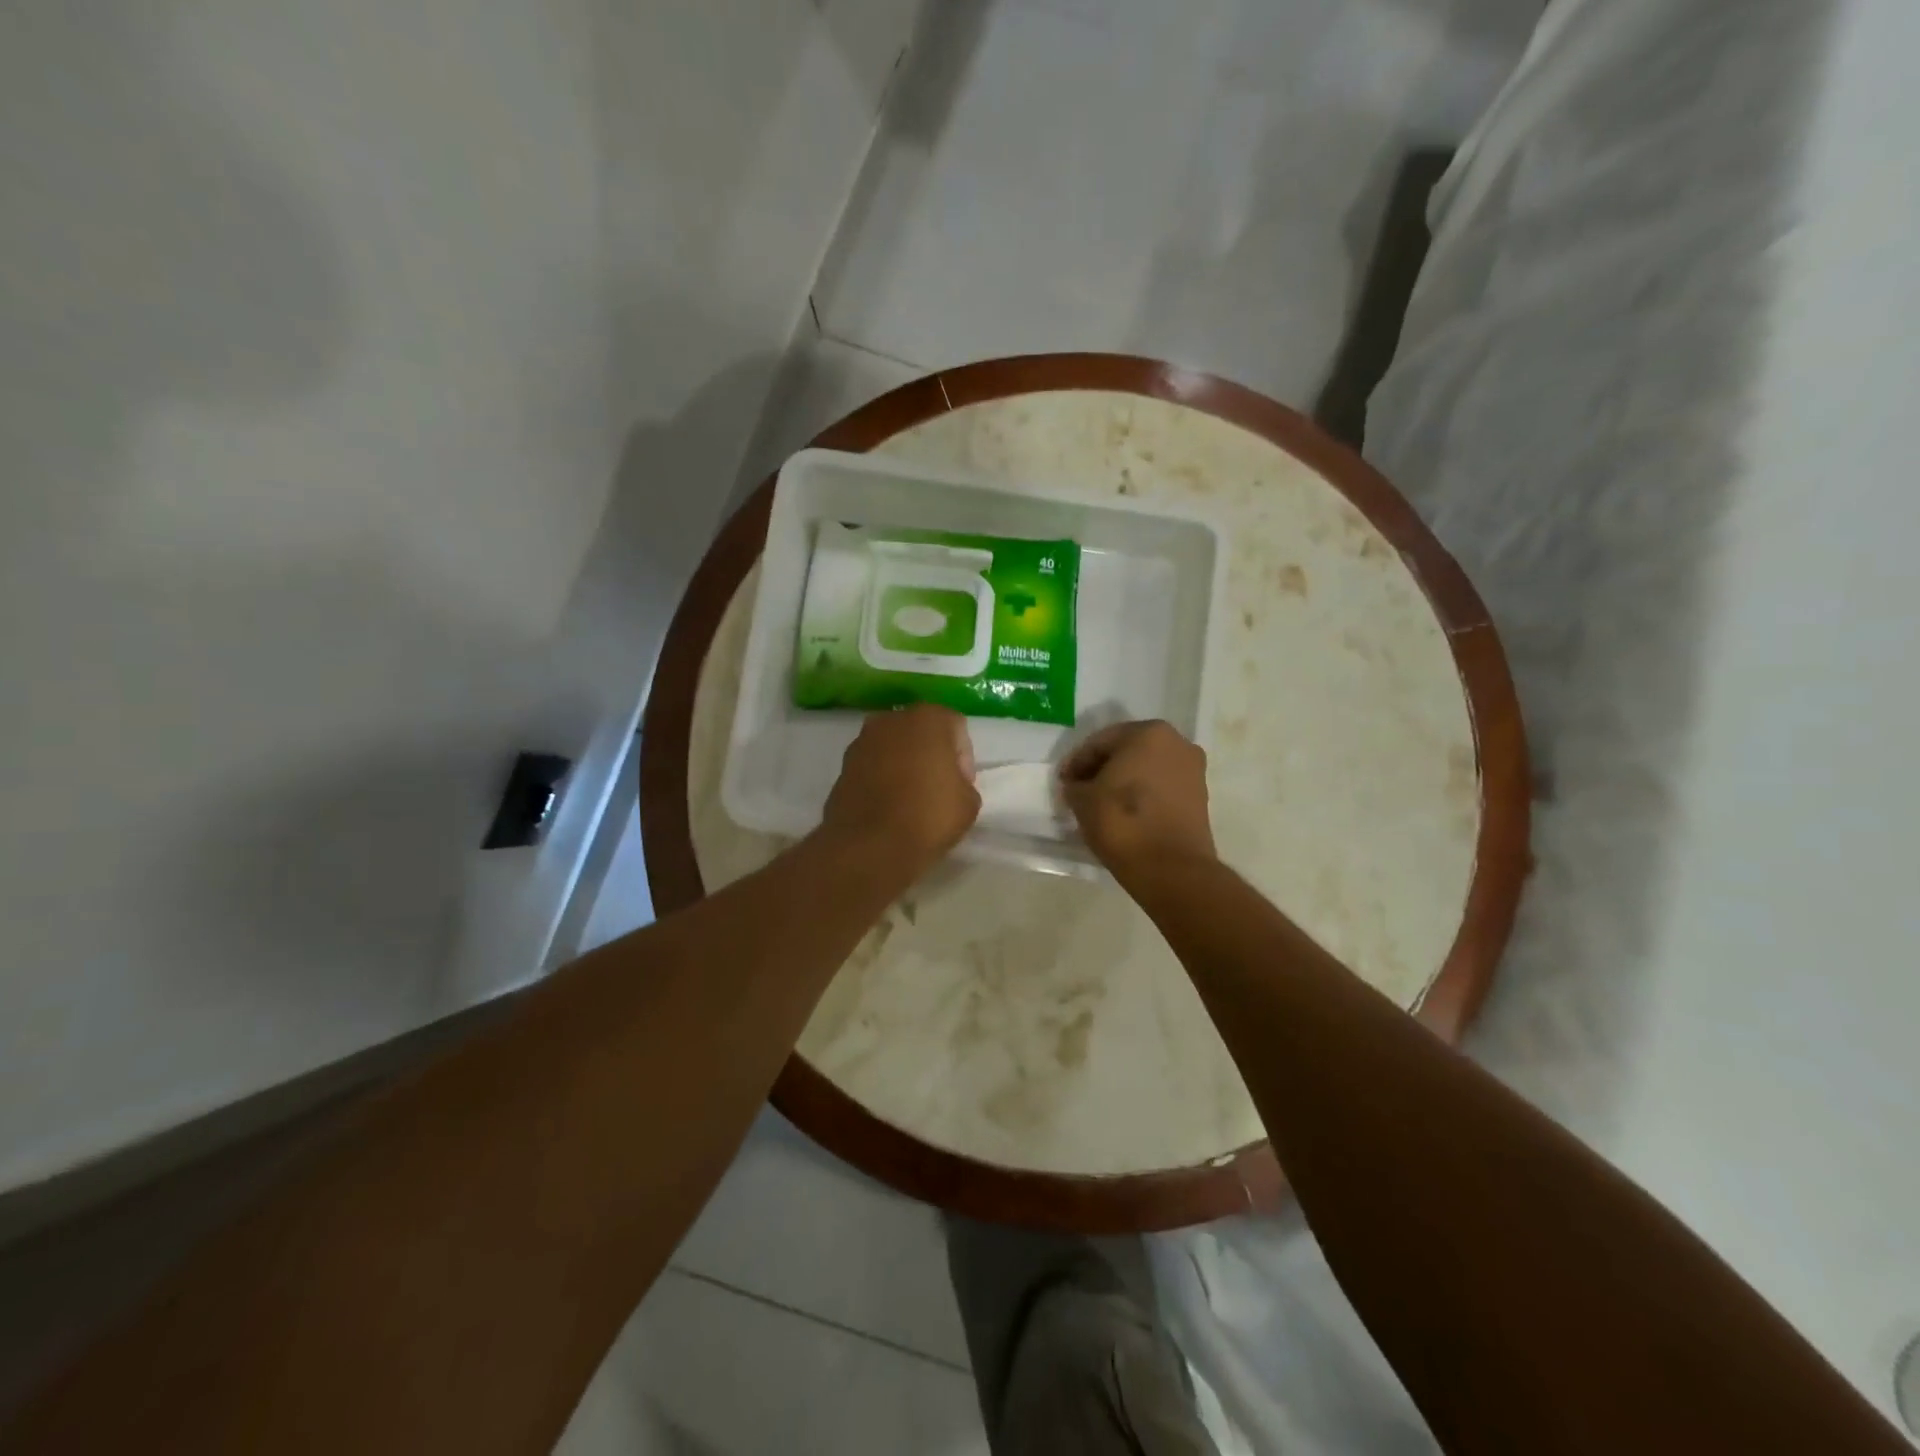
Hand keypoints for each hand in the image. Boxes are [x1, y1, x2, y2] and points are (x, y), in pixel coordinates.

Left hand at [822, 705, 980, 868]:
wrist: (869, 846)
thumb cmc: (928, 816)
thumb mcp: (969, 803)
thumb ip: (963, 783)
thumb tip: (949, 785)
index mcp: (927, 718)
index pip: (956, 727)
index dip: (963, 758)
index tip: (961, 786)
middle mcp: (891, 720)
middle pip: (921, 732)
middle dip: (931, 755)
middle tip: (938, 789)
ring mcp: (861, 742)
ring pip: (893, 748)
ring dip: (903, 765)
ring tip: (910, 800)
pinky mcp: (841, 767)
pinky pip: (871, 767)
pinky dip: (881, 780)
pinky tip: (887, 808)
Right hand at [1059, 720, 1215, 886]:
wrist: (1170, 868)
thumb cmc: (1121, 822)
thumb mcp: (1082, 799)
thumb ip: (1076, 784)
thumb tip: (1079, 786)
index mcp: (1149, 732)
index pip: (1100, 742)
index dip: (1077, 762)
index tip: (1063, 783)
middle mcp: (1177, 743)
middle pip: (1127, 751)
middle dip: (1103, 769)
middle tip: (1081, 790)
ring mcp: (1193, 770)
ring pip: (1146, 769)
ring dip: (1123, 781)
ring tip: (1102, 804)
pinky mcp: (1200, 797)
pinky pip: (1161, 788)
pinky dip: (1142, 795)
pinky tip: (1125, 814)